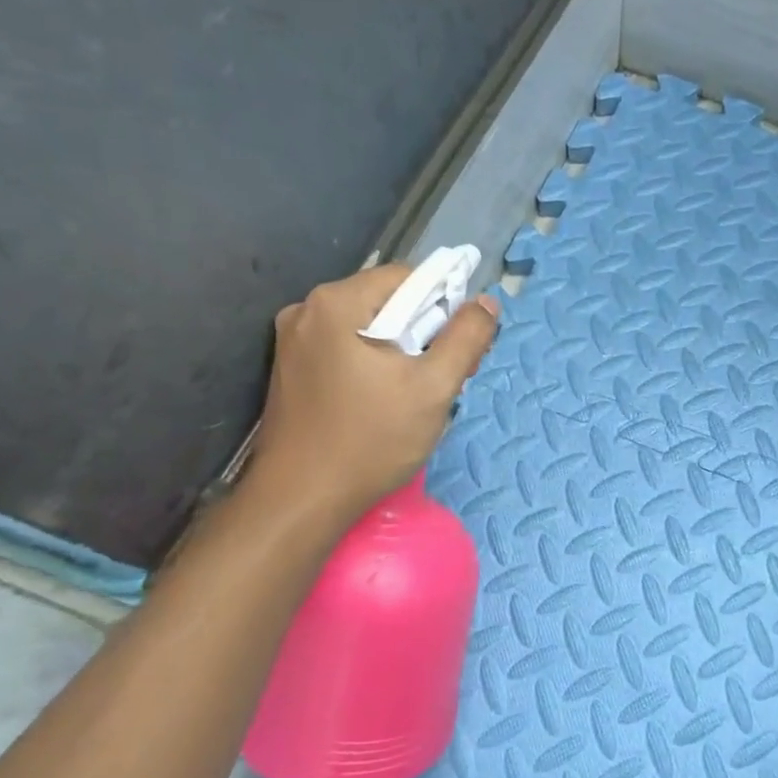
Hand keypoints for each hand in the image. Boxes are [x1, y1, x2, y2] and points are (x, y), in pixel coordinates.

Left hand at [250, 263, 498, 521]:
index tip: (460, 349)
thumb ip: (467, 338)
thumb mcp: (434, 388)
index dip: (444, 306)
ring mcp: (293, 341)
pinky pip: (347, 348)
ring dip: (402, 350)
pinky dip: (374, 363)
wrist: (301, 500)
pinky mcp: (291, 369)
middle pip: (387, 301)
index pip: (409, 277)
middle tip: (445, 377)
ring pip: (368, 327)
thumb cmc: (371, 440)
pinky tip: (385, 400)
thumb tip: (486, 303)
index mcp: (337, 303)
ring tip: (417, 393)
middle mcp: (307, 310)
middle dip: (424, 331)